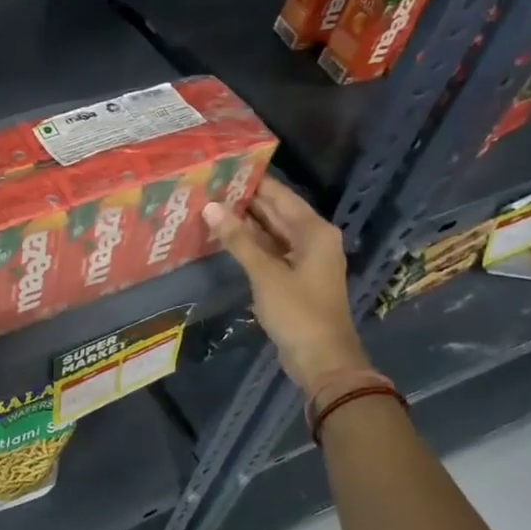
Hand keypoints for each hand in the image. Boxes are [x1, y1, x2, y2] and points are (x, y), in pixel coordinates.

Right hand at [203, 176, 369, 396]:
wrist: (322, 360)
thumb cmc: (298, 312)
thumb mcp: (265, 273)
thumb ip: (238, 240)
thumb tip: (210, 207)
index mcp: (314, 231)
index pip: (280, 195)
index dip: (253, 182)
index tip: (223, 169)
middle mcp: (313, 239)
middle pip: (276, 212)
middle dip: (245, 202)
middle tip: (208, 187)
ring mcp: (304, 260)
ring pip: (271, 233)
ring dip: (245, 224)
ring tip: (209, 207)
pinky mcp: (294, 278)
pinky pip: (270, 252)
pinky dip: (250, 245)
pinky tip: (224, 238)